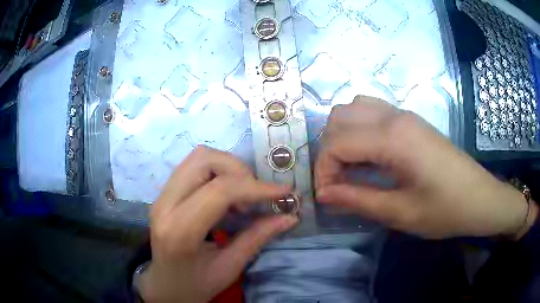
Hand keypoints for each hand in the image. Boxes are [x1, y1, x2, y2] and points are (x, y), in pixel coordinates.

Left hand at [139, 146, 297, 301]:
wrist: (164, 286)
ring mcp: (161, 195)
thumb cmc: (195, 285)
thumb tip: (290, 216)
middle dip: (239, 171)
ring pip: (198, 157)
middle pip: (204, 159)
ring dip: (228, 169)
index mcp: (180, 230)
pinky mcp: (164, 193)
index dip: (256, 187)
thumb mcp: (229, 268)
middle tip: (254, 198)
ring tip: (241, 197)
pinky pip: (193, 166)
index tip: (284, 192)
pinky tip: (226, 197)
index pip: (219, 191)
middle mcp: (165, 204)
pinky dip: (217, 173)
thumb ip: (257, 238)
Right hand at [315, 96, 536, 239]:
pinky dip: (359, 128)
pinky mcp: (411, 121)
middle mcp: (395, 116)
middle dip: (329, 151)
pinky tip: (369, 153)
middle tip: (339, 183)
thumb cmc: (445, 209)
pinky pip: (372, 110)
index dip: (324, 171)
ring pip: (353, 108)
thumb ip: (358, 200)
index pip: (337, 143)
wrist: (480, 198)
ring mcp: (404, 114)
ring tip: (351, 167)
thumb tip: (323, 195)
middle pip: (339, 118)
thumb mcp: (400, 213)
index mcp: (393, 137)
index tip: (328, 197)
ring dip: (342, 136)